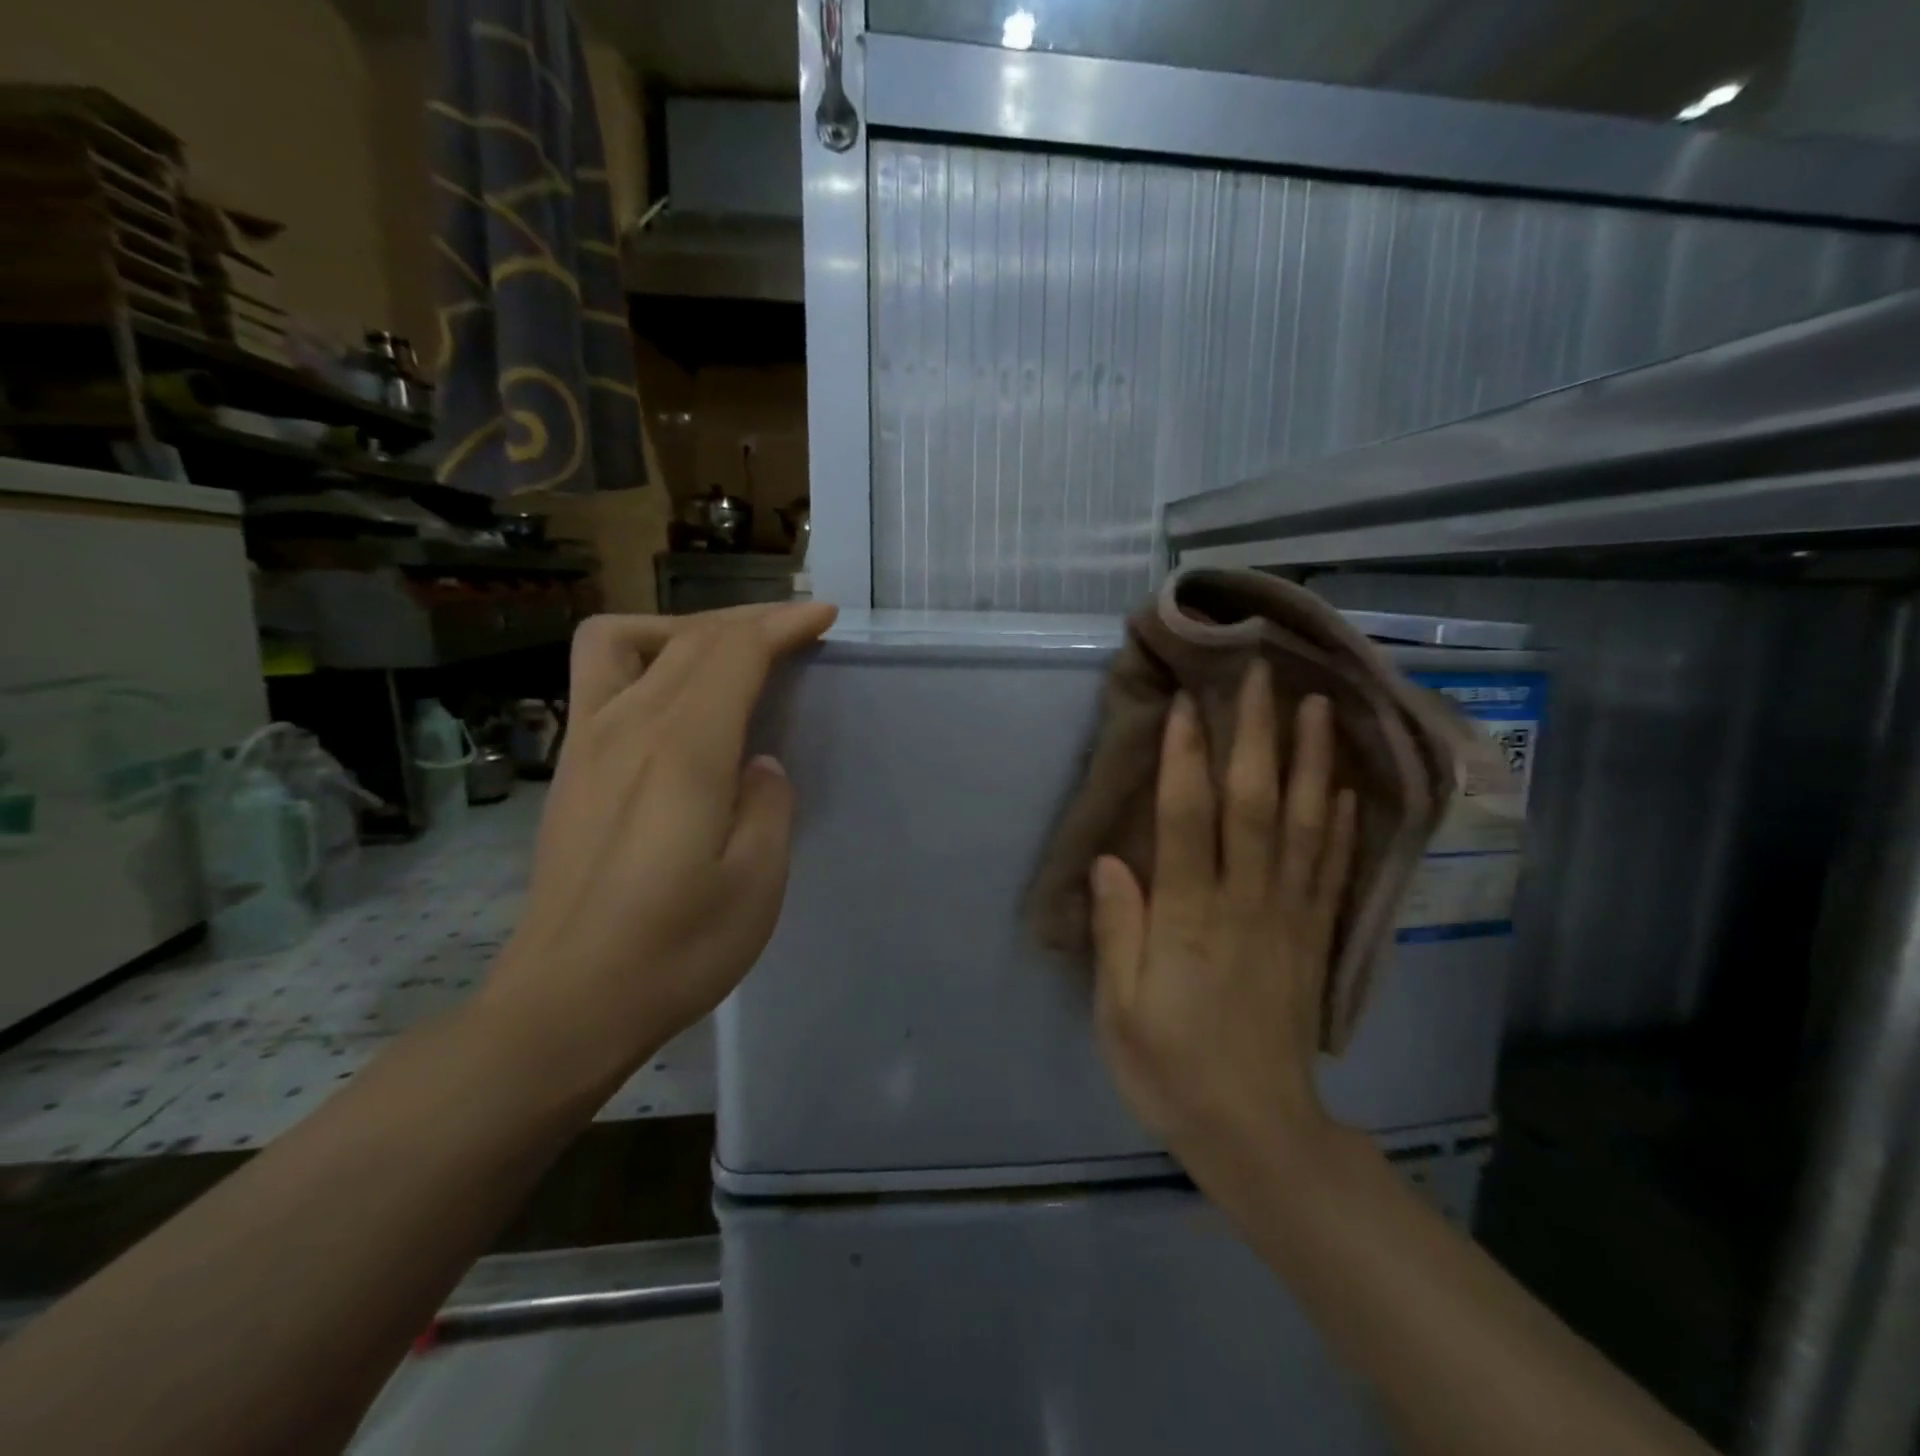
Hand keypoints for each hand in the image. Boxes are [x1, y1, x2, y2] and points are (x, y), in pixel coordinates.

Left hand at [482, 602, 836, 1097]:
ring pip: (629, 640)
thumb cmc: (675, 948)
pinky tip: (671, 696)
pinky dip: (643, 657)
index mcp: (684, 750)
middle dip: (748, 619)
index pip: (734, 653)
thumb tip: (758, 764)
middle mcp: (629, 727)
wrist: (567, 1002)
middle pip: (690, 636)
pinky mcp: (569, 767)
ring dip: (685, 627)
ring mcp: (587, 743)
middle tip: (795, 630)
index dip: (781, 625)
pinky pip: (598, 677)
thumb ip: (769, 805)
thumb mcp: (757, 882)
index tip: (822, 617)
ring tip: (726, 653)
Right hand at [1089, 664, 1357, 1186]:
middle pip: (1254, 804)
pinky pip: (1332, 870)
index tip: (1187, 705)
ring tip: (1318, 706)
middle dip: (1256, 735)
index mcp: (1189, 919)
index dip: (1186, 760)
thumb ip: (1118, 933)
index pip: (1188, 821)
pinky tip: (1344, 787)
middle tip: (1261, 675)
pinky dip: (1340, 823)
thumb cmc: (1172, 1070)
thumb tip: (1110, 860)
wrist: (1259, 1134)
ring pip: (1303, 825)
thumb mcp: (1120, 1012)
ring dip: (1310, 761)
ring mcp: (1289, 918)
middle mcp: (1245, 904)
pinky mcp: (1314, 938)